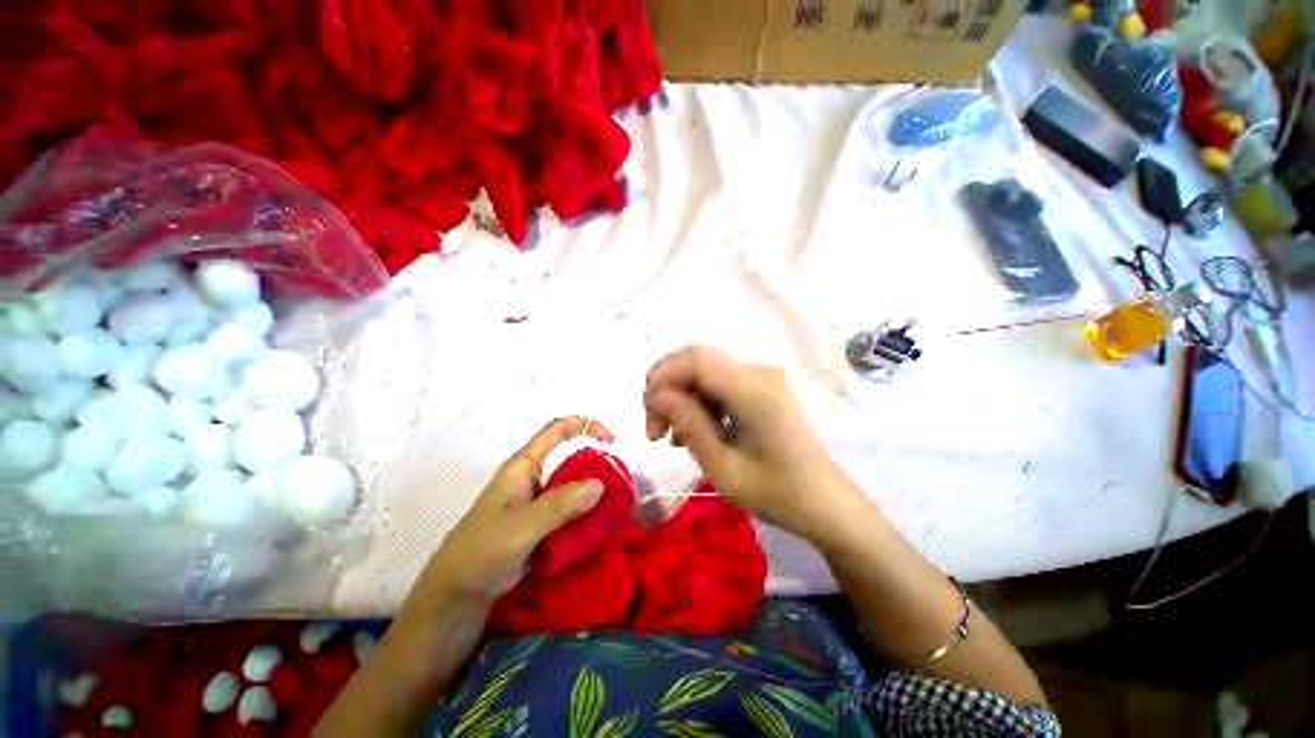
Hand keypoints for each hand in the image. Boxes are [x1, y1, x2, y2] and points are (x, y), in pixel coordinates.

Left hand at [412, 417, 613, 609]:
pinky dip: (587, 513)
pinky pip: (571, 509)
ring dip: (595, 493)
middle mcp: (533, 478)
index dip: (585, 426)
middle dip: (597, 465)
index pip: (556, 431)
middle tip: (620, 485)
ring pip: (573, 486)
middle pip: (571, 458)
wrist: (455, 597)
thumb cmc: (480, 554)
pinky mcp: (541, 523)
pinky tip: (599, 526)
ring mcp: (538, 502)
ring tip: (615, 508)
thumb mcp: (520, 528)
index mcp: (523, 467)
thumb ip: (559, 506)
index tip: (612, 440)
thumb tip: (600, 484)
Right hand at [643, 346, 860, 540]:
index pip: (698, 359)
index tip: (646, 409)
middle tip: (654, 430)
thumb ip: (690, 426)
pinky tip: (691, 431)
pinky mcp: (761, 386)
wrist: (824, 501)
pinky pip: (718, 384)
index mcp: (756, 393)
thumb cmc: (778, 495)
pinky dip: (698, 402)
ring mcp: (762, 377)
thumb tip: (656, 397)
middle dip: (667, 388)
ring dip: (680, 398)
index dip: (663, 374)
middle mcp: (760, 373)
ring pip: (704, 372)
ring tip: (670, 437)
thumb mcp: (725, 470)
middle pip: (698, 360)